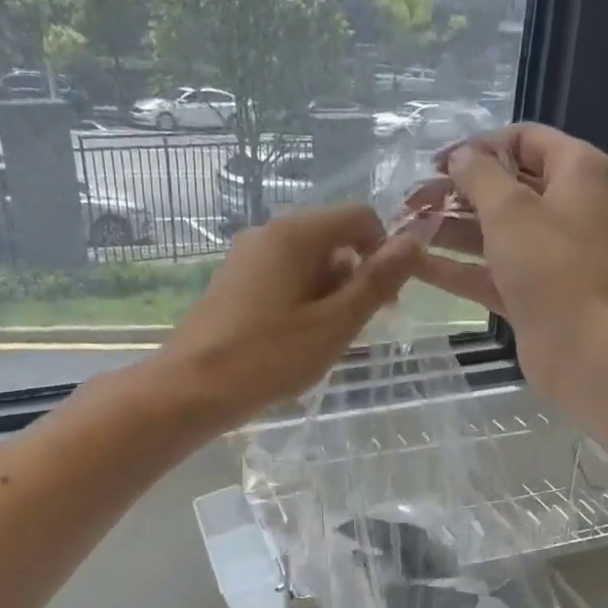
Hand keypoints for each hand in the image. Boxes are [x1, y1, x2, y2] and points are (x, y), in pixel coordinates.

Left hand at [158, 202, 423, 428]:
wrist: (191, 390)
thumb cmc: (269, 357)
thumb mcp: (335, 323)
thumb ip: (378, 280)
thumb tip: (417, 239)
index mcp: (295, 233)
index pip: (360, 217)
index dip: (384, 252)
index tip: (385, 301)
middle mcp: (268, 233)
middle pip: (333, 239)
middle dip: (354, 279)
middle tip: (351, 330)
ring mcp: (246, 258)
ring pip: (308, 263)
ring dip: (329, 296)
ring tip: (320, 342)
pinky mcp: (233, 283)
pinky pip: (283, 280)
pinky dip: (302, 303)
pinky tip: (293, 342)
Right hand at [411, 124, 607, 408]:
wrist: (586, 348)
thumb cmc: (553, 267)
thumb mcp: (511, 209)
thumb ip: (479, 175)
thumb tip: (460, 157)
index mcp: (575, 172)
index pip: (522, 140)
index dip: (477, 147)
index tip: (434, 163)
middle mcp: (564, 207)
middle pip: (503, 187)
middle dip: (455, 192)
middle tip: (409, 200)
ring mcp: (547, 254)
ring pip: (492, 232)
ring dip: (448, 229)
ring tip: (402, 229)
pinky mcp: (530, 293)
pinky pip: (488, 271)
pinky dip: (455, 267)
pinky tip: (413, 265)